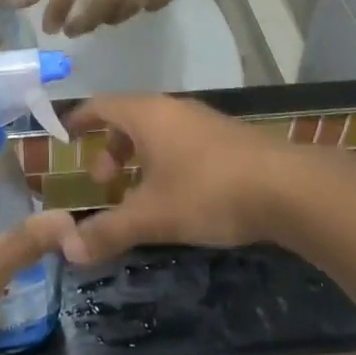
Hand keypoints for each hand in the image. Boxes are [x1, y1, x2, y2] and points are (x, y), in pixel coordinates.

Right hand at [61, 95, 296, 265]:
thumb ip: (108, 231)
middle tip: (105, 180)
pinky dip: (168, 161)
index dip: (81, 119)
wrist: (289, 188)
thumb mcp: (152, 216)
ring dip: (141, 156)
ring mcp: (206, 121)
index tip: (67, 134)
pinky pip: (184, 142)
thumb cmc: (208, 192)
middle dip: (112, 147)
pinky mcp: (231, 139)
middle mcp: (174, 110)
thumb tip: (67, 249)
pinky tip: (180, 194)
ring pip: (160, 131)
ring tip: (140, 192)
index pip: (102, 105)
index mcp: (148, 115)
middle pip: (130, 118)